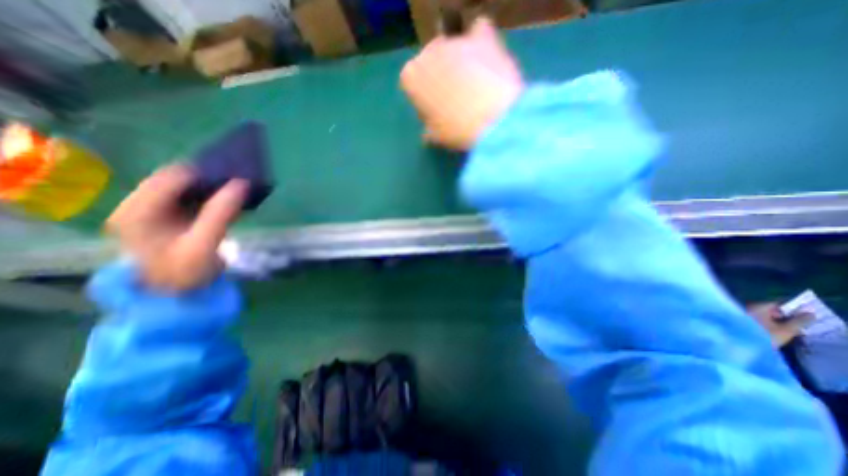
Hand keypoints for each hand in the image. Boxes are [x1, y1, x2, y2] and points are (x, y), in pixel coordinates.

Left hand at [103, 164, 244, 289]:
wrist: (175, 295)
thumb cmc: (184, 272)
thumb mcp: (204, 244)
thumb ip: (221, 213)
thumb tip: (241, 184)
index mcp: (136, 211)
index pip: (170, 178)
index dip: (202, 173)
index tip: (234, 176)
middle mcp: (139, 206)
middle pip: (176, 180)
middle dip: (208, 179)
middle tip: (237, 183)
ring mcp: (152, 212)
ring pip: (184, 188)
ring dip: (210, 188)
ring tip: (235, 191)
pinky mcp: (167, 217)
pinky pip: (190, 198)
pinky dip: (210, 197)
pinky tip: (227, 202)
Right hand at [400, 16, 523, 149]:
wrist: (493, 119)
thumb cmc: (456, 130)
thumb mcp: (437, 138)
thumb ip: (428, 132)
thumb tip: (428, 135)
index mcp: (411, 77)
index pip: (411, 83)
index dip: (423, 98)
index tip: (434, 113)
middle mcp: (428, 52)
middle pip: (430, 62)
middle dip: (439, 77)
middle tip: (454, 100)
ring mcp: (456, 41)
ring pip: (453, 48)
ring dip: (459, 62)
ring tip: (474, 84)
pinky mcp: (483, 37)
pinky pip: (478, 32)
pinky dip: (480, 42)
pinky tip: (485, 59)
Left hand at [747, 303, 814, 346]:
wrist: (741, 343)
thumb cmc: (765, 335)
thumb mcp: (786, 330)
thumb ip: (799, 321)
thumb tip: (811, 313)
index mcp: (757, 306)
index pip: (776, 304)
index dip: (790, 310)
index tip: (803, 318)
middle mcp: (747, 307)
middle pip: (768, 309)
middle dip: (782, 317)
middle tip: (797, 327)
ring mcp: (741, 314)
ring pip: (762, 315)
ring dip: (774, 321)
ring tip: (787, 331)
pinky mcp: (738, 321)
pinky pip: (755, 320)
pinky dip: (765, 324)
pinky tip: (773, 333)